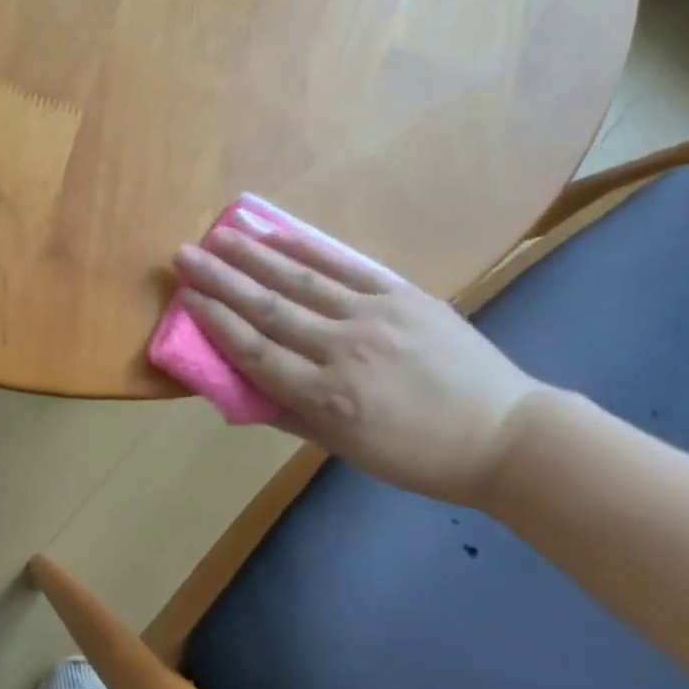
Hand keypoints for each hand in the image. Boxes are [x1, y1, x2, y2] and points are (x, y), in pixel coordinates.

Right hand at [174, 225, 549, 505]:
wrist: (505, 434)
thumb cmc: (417, 454)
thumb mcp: (345, 449)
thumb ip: (290, 415)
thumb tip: (241, 386)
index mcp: (326, 398)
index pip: (254, 350)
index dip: (215, 320)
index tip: (187, 296)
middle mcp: (342, 351)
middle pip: (267, 308)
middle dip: (220, 279)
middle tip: (183, 254)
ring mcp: (373, 317)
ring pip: (299, 280)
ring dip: (253, 255)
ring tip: (218, 235)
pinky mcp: (402, 296)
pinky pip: (344, 267)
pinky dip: (306, 248)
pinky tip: (275, 234)